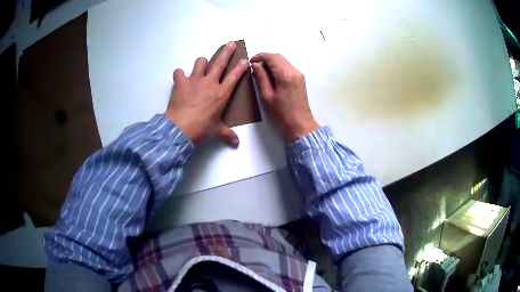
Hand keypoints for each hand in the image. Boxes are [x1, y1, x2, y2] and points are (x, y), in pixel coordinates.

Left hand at [164, 41, 247, 146]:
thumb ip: (227, 135)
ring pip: (200, 62)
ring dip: (202, 62)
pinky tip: (180, 78)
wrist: (180, 128)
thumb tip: (236, 144)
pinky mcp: (181, 82)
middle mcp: (209, 83)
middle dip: (227, 51)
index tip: (245, 60)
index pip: (234, 76)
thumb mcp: (216, 131)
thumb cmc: (201, 128)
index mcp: (221, 93)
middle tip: (231, 43)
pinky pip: (179, 72)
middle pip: (220, 62)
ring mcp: (194, 80)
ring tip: (202, 65)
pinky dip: (180, 74)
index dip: (240, 67)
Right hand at [250, 53, 318, 141]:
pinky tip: (271, 77)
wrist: (300, 125)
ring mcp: (299, 74)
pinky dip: (278, 68)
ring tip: (261, 73)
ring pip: (283, 61)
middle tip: (255, 67)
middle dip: (265, 59)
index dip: (259, 56)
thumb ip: (261, 78)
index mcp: (285, 74)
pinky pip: (287, 67)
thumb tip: (255, 65)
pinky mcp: (300, 79)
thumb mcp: (267, 96)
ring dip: (272, 63)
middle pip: (278, 57)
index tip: (251, 62)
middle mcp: (294, 71)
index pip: (271, 57)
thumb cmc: (281, 113)